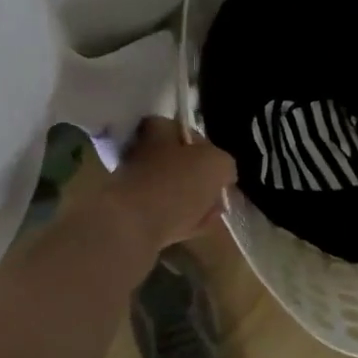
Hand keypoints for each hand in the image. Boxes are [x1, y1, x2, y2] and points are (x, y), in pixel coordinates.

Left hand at [92, 117, 236, 252]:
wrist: (132, 227)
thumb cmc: (176, 184)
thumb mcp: (216, 164)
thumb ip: (224, 164)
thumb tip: (224, 172)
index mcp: (157, 131)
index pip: (180, 128)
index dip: (202, 143)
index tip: (218, 162)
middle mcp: (141, 153)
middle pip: (177, 162)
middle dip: (200, 178)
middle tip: (218, 192)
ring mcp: (134, 185)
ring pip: (173, 190)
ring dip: (194, 201)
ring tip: (213, 213)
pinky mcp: (132, 215)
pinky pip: (166, 215)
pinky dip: (183, 220)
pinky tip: (199, 228)